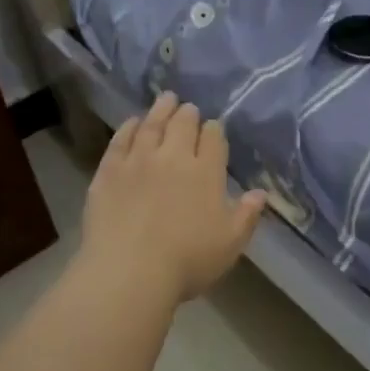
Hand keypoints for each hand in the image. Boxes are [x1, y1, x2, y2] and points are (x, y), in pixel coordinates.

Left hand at [80, 92, 266, 302]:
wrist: (129, 271)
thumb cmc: (187, 261)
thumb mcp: (230, 244)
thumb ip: (247, 215)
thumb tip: (261, 193)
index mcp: (205, 172)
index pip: (213, 139)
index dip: (214, 130)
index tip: (213, 128)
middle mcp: (173, 157)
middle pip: (182, 125)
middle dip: (188, 114)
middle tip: (188, 107)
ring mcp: (138, 161)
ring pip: (151, 125)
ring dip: (160, 110)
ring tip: (165, 99)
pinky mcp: (109, 171)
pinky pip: (120, 141)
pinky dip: (128, 128)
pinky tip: (132, 123)